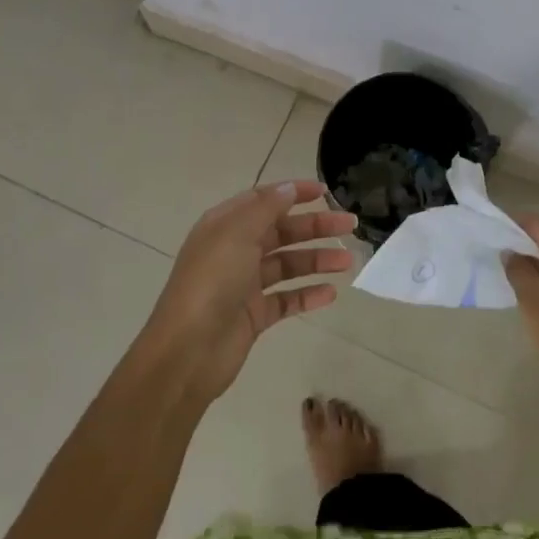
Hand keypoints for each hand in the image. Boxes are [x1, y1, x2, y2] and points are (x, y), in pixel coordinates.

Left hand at [136, 180, 356, 405]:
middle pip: (281, 232)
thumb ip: (266, 208)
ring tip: (347, 262)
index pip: (263, 200)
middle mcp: (235, 251)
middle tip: (350, 226)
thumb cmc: (211, 282)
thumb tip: (288, 188)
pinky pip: (286, 299)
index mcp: (225, 226)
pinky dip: (308, 295)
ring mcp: (244, 284)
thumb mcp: (237, 234)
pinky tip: (330, 294)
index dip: (293, 193)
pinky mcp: (254, 315)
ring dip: (317, 260)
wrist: (188, 351)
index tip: (325, 192)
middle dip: (315, 227)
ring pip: (287, 265)